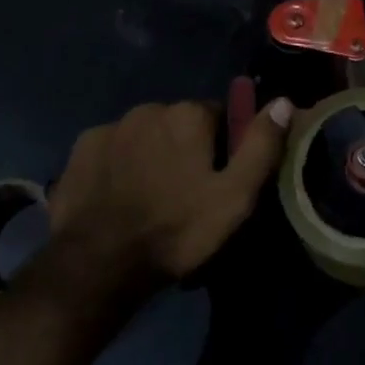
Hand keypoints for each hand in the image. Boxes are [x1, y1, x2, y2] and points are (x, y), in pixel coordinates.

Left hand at [43, 96, 293, 298]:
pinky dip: (120, 165)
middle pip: (179, 124)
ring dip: (152, 154)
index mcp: (188, 114)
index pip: (219, 116)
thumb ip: (261, 146)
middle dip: (186, 148)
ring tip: (151, 197)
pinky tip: (120, 196)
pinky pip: (112, 149)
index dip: (223, 147)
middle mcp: (148, 108)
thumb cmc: (177, 230)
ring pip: (144, 135)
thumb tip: (284, 102)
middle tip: (186, 192)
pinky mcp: (80, 149)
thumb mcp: (235, 197)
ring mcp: (110, 127)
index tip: (219, 180)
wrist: (100, 262)